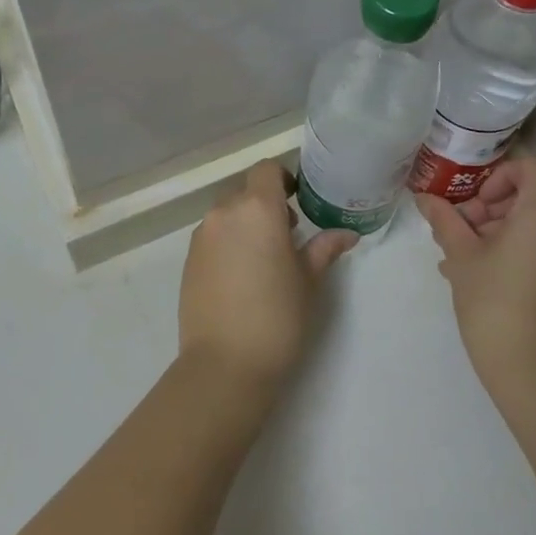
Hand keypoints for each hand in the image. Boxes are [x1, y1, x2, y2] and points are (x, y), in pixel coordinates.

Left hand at [179, 160, 357, 386]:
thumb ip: (323, 248)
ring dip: (245, 224)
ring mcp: (202, 236)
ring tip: (262, 260)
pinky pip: (212, 236)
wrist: (224, 364)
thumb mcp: (308, 281)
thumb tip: (346, 234)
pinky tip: (240, 278)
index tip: (296, 203)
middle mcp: (225, 212)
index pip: (267, 170)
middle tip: (286, 236)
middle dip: (265, 204)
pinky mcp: (188, 259)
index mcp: (258, 209)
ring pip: (227, 214)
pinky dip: (227, 243)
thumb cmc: (277, 317)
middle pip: (245, 191)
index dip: (283, 179)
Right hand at [416, 156, 535, 403]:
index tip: (475, 201)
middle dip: (488, 207)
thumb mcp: (461, 257)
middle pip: (528, 198)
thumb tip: (423, 198)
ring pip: (530, 227)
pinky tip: (475, 274)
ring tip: (458, 256)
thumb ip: (445, 220)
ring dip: (493, 231)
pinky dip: (509, 251)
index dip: (500, 174)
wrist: (531, 372)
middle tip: (457, 230)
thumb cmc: (492, 303)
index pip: (532, 168)